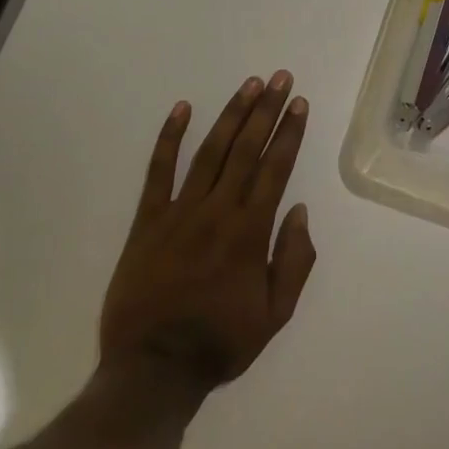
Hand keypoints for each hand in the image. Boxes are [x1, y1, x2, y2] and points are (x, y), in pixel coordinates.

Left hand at [98, 72, 317, 408]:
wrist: (153, 370)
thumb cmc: (220, 343)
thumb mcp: (274, 315)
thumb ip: (293, 261)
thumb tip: (299, 211)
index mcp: (250, 232)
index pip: (275, 169)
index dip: (290, 133)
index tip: (300, 104)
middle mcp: (218, 211)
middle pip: (247, 149)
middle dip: (267, 110)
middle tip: (281, 78)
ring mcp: (180, 211)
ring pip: (210, 151)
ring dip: (232, 114)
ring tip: (250, 84)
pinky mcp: (148, 219)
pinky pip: (159, 171)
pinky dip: (170, 137)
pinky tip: (182, 108)